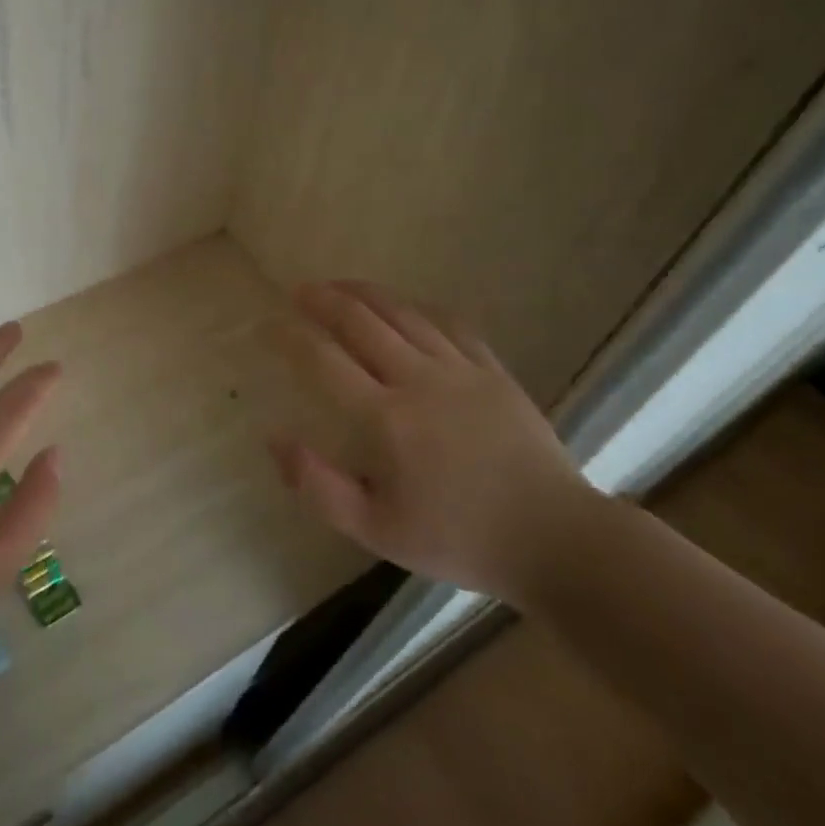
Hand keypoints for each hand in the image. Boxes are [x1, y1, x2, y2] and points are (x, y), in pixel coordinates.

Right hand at [269, 281, 602, 605]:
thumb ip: (318, 486)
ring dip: (365, 294)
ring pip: (403, 314)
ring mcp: (460, 371)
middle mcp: (419, 381)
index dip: (291, 338)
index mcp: (387, 419)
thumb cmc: (458, 539)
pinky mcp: (493, 371)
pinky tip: (404, 304)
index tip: (269, 325)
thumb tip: (274, 440)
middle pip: (362, 323)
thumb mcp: (376, 530)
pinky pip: (449, 324)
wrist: (556, 540)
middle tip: (299, 290)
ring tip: (339, 285)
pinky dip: (418, 307)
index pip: (325, 361)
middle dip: (324, 300)